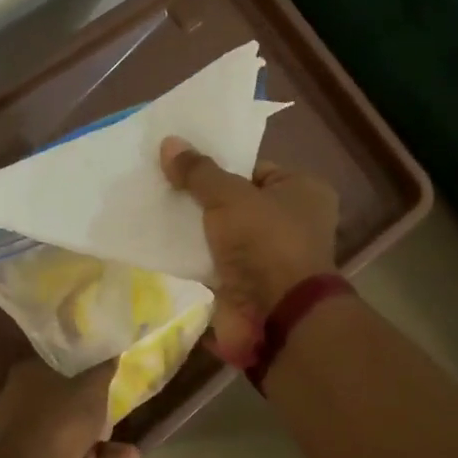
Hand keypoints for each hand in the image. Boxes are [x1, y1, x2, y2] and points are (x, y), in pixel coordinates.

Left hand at [0, 358, 140, 457]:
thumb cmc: (61, 417)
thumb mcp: (93, 388)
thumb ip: (103, 369)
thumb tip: (111, 352)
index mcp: (27, 373)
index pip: (55, 364)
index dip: (81, 373)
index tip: (100, 382)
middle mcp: (16, 399)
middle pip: (62, 404)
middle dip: (93, 419)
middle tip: (112, 421)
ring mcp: (17, 433)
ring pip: (63, 434)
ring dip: (95, 446)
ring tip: (128, 455)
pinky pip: (58, 456)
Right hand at [160, 136, 339, 367]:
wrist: (274, 316)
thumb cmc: (265, 242)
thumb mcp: (229, 196)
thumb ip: (198, 172)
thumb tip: (169, 142)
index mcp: (302, 191)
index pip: (254, 168)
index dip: (218, 164)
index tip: (181, 162)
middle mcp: (292, 221)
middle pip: (236, 200)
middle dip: (202, 196)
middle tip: (162, 183)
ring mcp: (269, 255)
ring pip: (223, 231)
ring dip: (195, 227)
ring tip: (155, 208)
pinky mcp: (247, 282)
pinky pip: (214, 259)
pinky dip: (194, 253)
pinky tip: (161, 241)